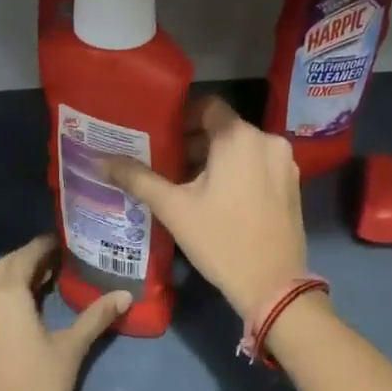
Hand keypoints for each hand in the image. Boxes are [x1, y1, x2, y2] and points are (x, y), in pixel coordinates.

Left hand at [0, 236, 128, 390]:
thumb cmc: (39, 382)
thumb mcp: (72, 347)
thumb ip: (96, 317)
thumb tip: (125, 295)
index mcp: (8, 295)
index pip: (25, 256)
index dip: (44, 245)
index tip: (66, 240)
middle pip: (5, 264)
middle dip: (29, 256)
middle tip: (59, 256)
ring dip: (17, 273)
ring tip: (48, 275)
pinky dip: (9, 291)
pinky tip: (31, 304)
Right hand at [105, 96, 308, 322]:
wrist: (273, 285)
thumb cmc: (220, 240)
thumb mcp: (173, 208)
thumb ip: (137, 178)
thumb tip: (99, 160)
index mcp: (239, 137)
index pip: (207, 106)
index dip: (181, 117)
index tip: (160, 138)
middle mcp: (268, 141)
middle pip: (224, 129)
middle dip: (194, 144)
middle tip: (165, 165)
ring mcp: (285, 164)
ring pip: (242, 149)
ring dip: (214, 160)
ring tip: (186, 185)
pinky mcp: (292, 185)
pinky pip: (258, 166)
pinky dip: (237, 173)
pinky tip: (217, 200)